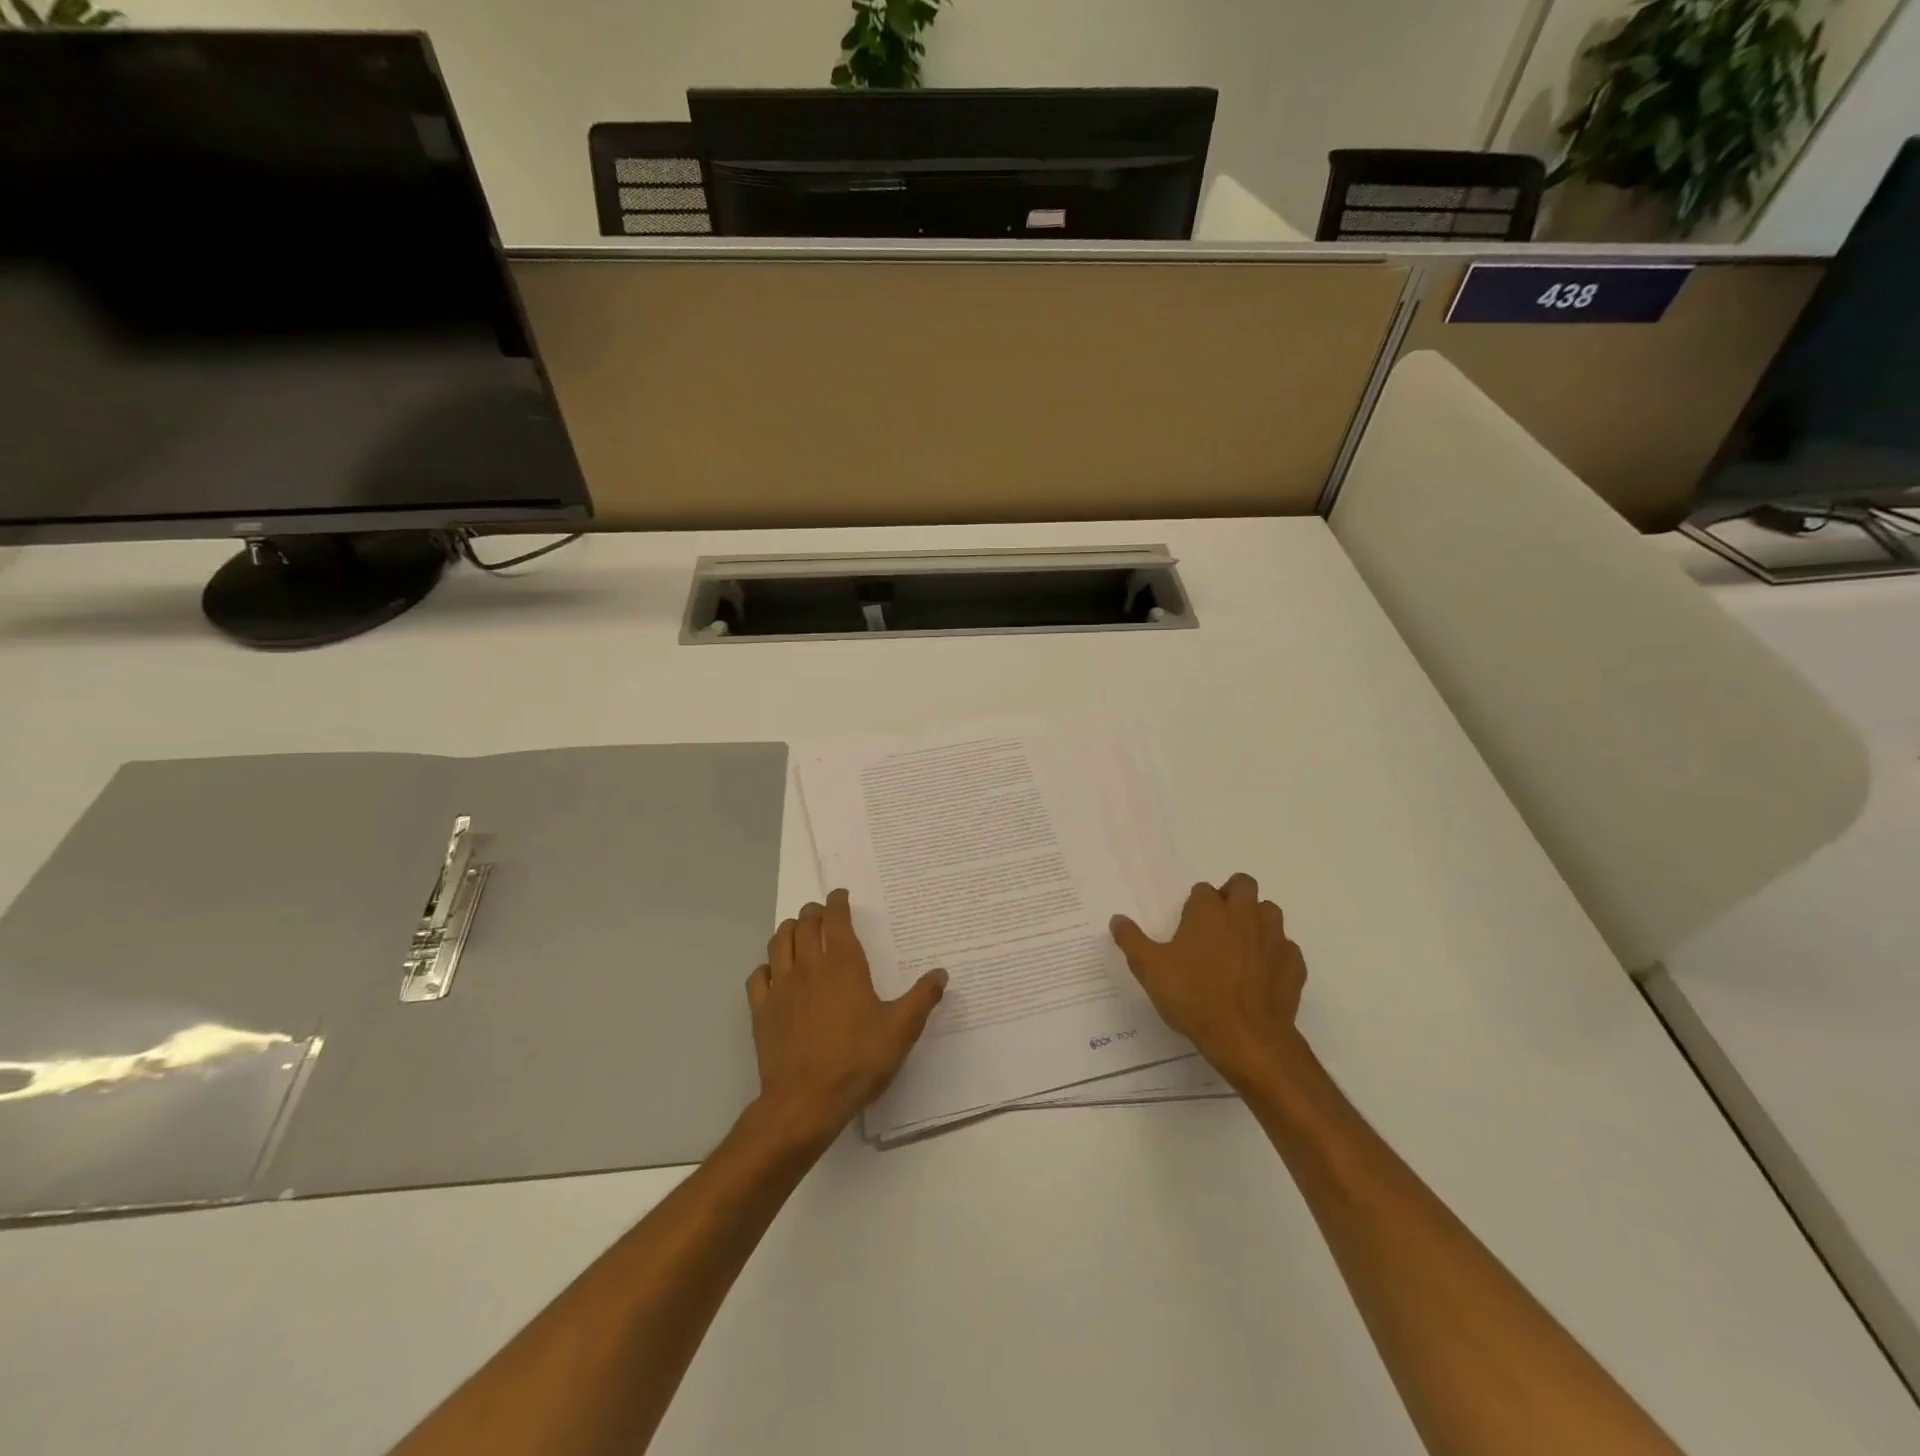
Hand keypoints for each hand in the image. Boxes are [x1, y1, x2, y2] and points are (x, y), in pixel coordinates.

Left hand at [745, 888, 946, 1148]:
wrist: (805, 1101)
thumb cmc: (858, 1060)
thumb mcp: (901, 1030)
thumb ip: (922, 998)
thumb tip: (941, 973)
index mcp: (842, 964)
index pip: (836, 918)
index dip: (837, 902)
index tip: (841, 895)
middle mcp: (809, 966)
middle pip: (804, 924)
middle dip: (813, 913)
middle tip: (822, 913)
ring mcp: (781, 987)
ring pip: (778, 943)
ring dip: (788, 930)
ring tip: (797, 931)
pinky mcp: (762, 1010)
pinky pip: (758, 976)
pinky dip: (767, 966)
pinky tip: (774, 973)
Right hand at [1110, 873, 1306, 1088]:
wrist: (1247, 1037)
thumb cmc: (1194, 997)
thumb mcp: (1149, 969)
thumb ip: (1131, 940)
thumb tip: (1117, 919)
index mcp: (1209, 911)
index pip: (1203, 890)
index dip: (1195, 904)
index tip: (1187, 925)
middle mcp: (1244, 915)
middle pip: (1244, 885)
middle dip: (1232, 895)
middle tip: (1217, 923)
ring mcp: (1273, 939)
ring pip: (1270, 912)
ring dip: (1257, 920)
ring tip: (1240, 944)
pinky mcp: (1293, 964)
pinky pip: (1286, 948)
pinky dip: (1275, 954)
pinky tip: (1262, 973)